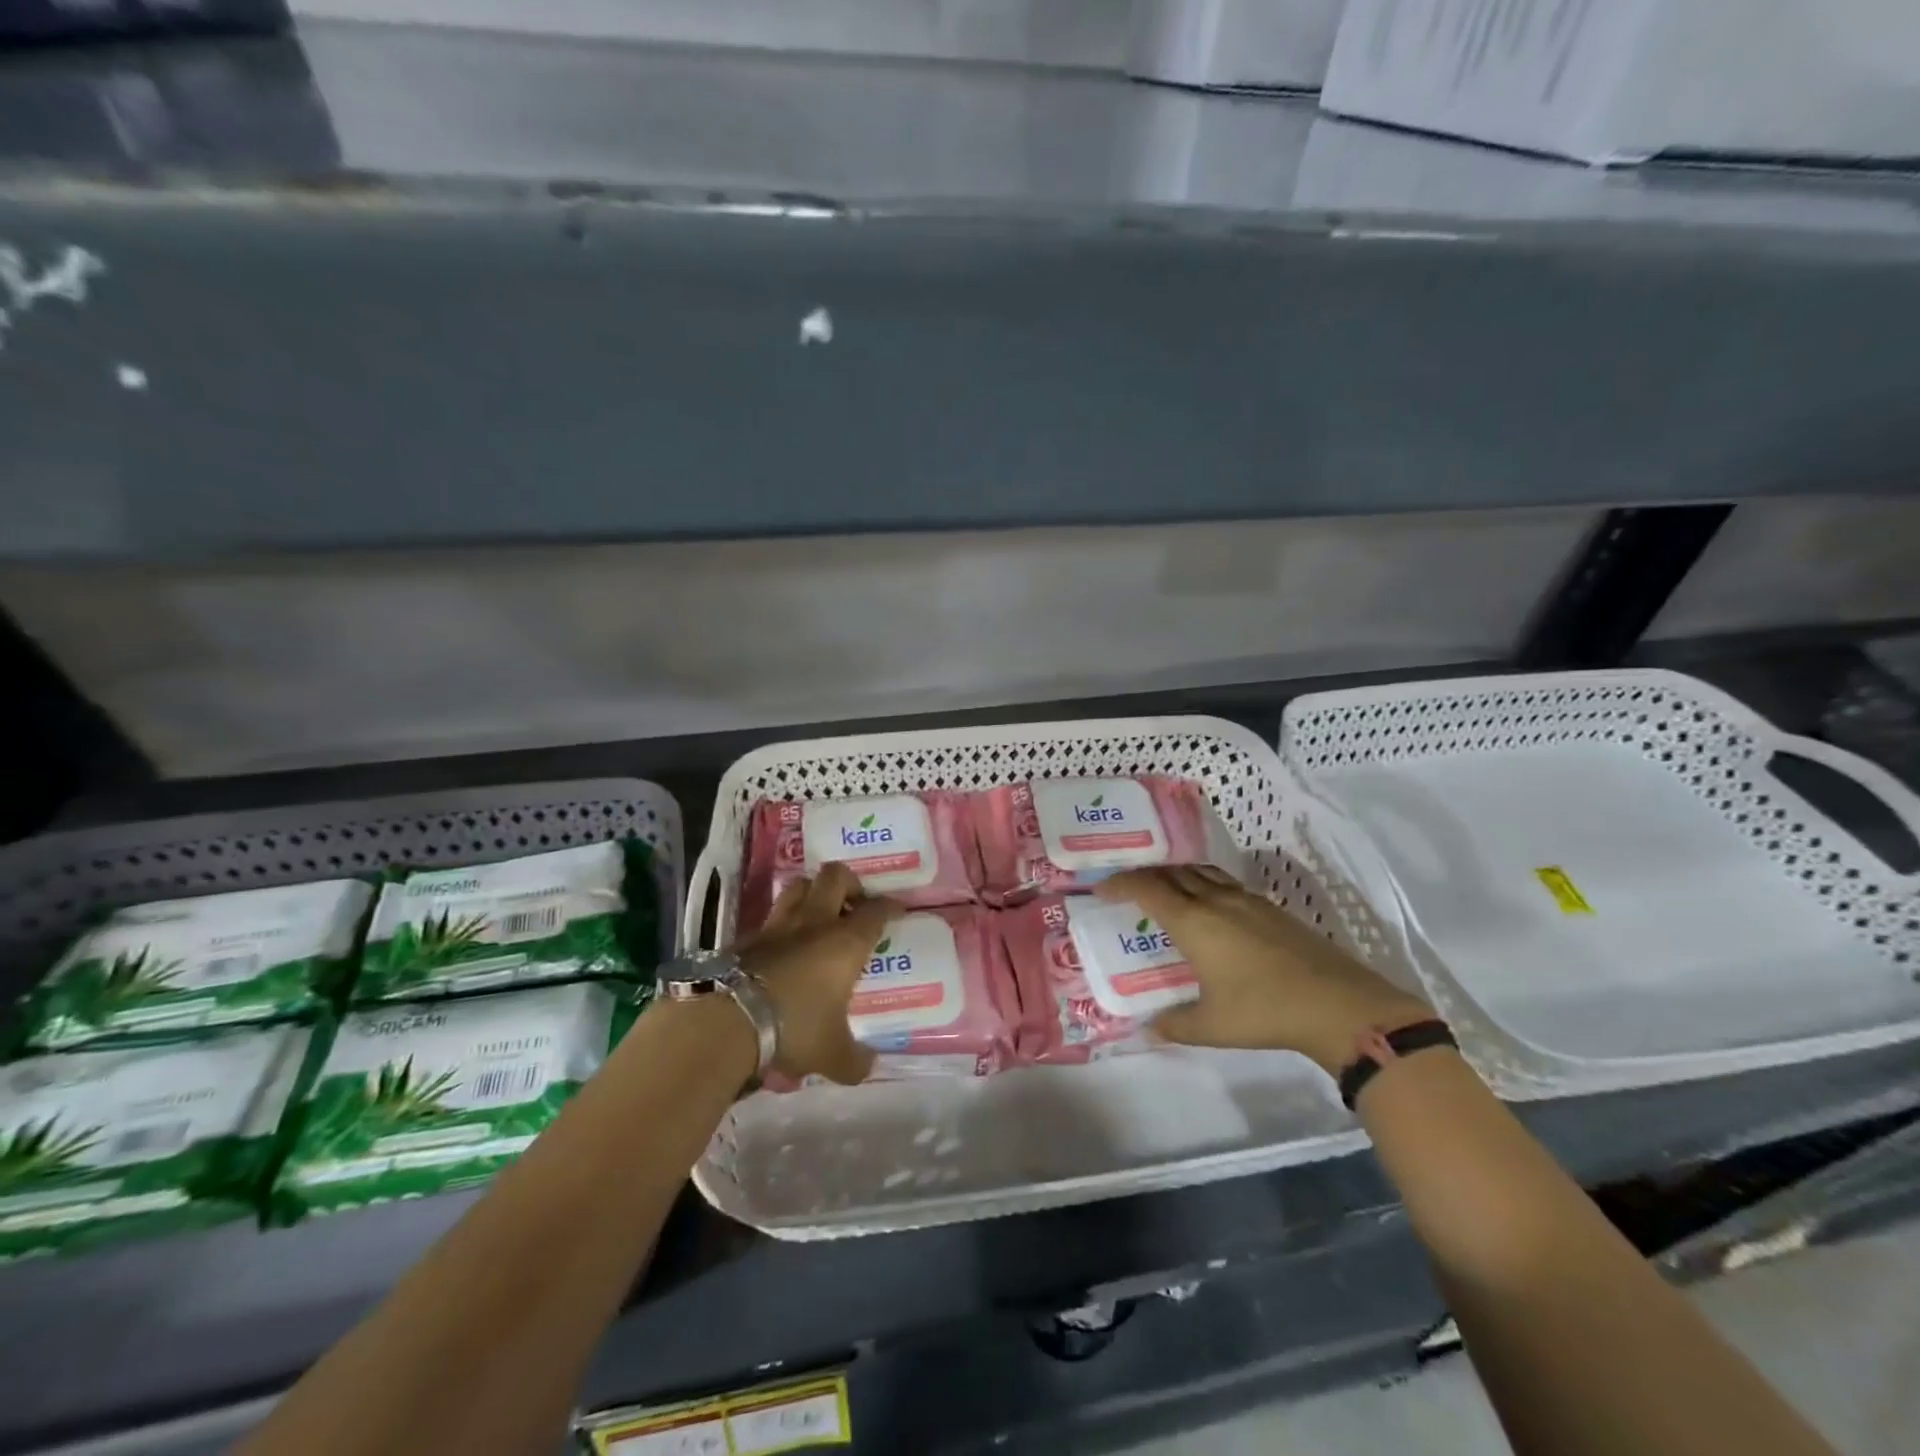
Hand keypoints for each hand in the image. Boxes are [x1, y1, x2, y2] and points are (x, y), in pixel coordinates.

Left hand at [737, 864, 895, 1085]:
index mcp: (846, 942)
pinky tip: (782, 946)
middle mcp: (815, 923)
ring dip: (811, 892)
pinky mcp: (746, 937)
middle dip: (849, 883)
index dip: (889, 906)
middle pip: (835, 876)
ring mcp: (778, 925)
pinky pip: (769, 919)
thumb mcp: (832, 1054)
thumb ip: (855, 1060)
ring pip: (798, 886)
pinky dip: (781, 925)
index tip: (896, 911)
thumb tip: (868, 1067)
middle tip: (853, 903)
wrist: (728, 1020)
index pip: (876, 910)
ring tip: (818, 914)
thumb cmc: (795, 1029)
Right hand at [1099, 866, 1431, 1074]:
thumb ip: (1175, 1024)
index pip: (1148, 889)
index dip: (1121, 884)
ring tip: (1166, 887)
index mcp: (1194, 922)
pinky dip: (1204, 883)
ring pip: (1202, 872)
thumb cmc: (1264, 1011)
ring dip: (1177, 874)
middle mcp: (1216, 901)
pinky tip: (1211, 905)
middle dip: (1146, 874)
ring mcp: (1247, 900)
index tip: (1102, 888)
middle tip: (1129, 885)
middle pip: (1174, 872)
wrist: (1338, 1004)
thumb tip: (1149, 1028)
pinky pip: (1225, 883)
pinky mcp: (1272, 908)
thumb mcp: (1212, 1026)